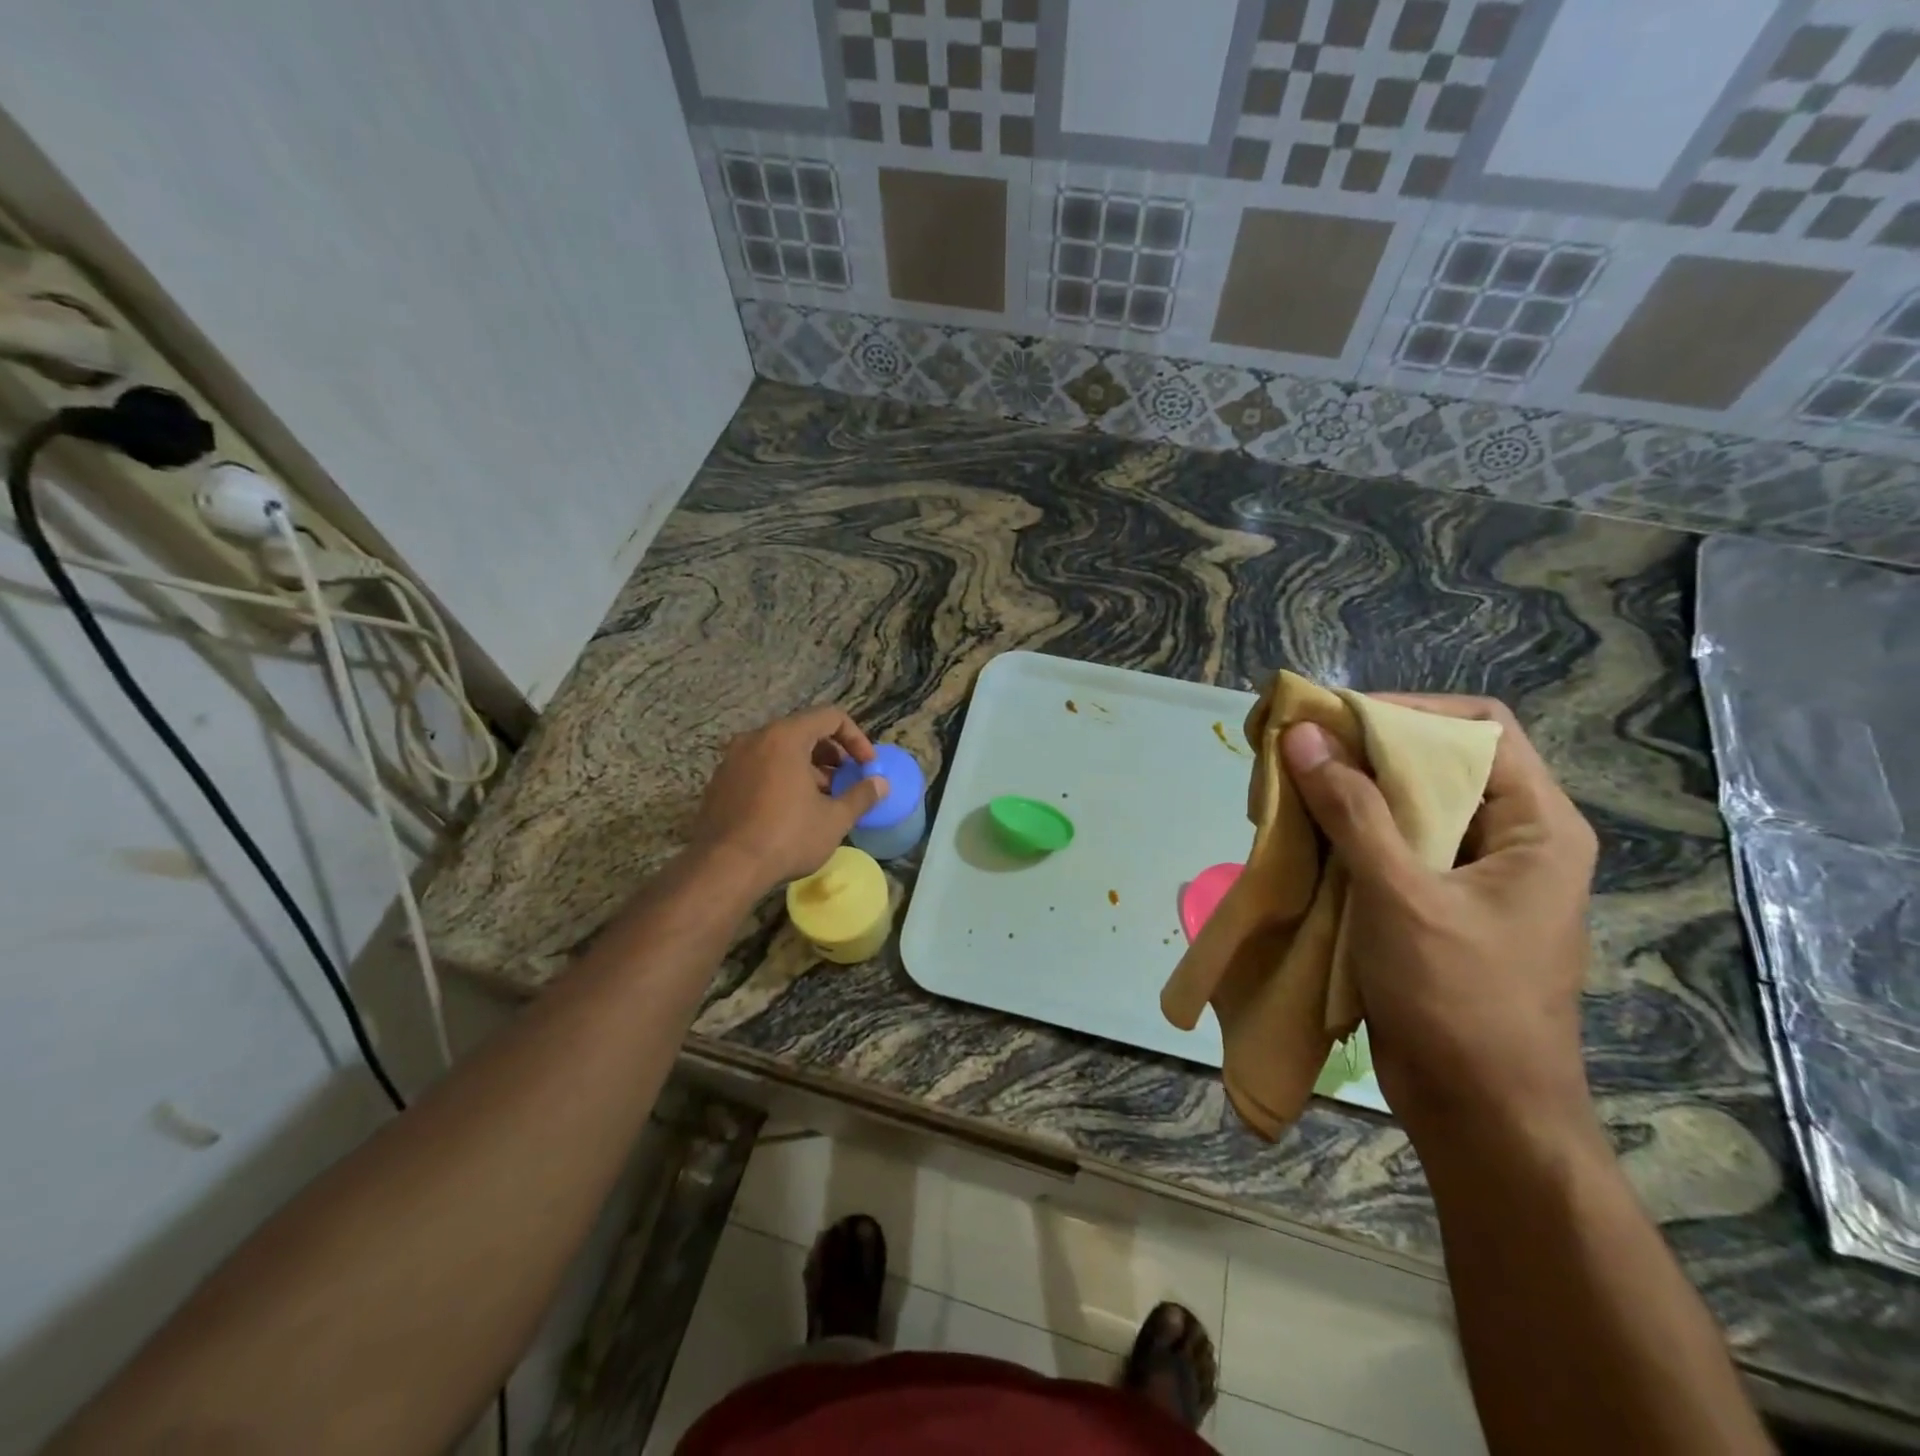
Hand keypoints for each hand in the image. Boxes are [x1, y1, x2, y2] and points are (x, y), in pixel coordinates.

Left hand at [691, 707, 888, 892]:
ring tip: (821, 800)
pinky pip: (758, 768)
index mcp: (785, 737)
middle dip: (831, 755)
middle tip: (845, 782)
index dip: (856, 739)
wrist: (723, 868)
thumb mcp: (834, 819)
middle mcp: (755, 739)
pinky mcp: (719, 782)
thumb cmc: (786, 837)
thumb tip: (881, 784)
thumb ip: (861, 796)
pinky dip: (780, 778)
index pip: (830, 717)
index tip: (867, 766)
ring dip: (806, 768)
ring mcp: (732, 760)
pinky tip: (789, 812)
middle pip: (803, 731)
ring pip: (779, 751)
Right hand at [1282, 696, 1599, 1138]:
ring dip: (1346, 795)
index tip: (1334, 723)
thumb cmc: (1459, 1000)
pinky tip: (1302, 839)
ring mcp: (1471, 875)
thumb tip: (1303, 736)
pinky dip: (1345, 835)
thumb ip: (1351, 810)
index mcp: (1535, 826)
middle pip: (1437, 763)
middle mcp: (1509, 839)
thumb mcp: (1401, 895)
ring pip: (1406, 806)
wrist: (1482, 1113)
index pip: (1479, 728)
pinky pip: (1389, 847)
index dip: (1406, 713)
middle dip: (1363, 753)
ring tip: (1288, 792)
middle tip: (1296, 754)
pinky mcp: (1435, 904)